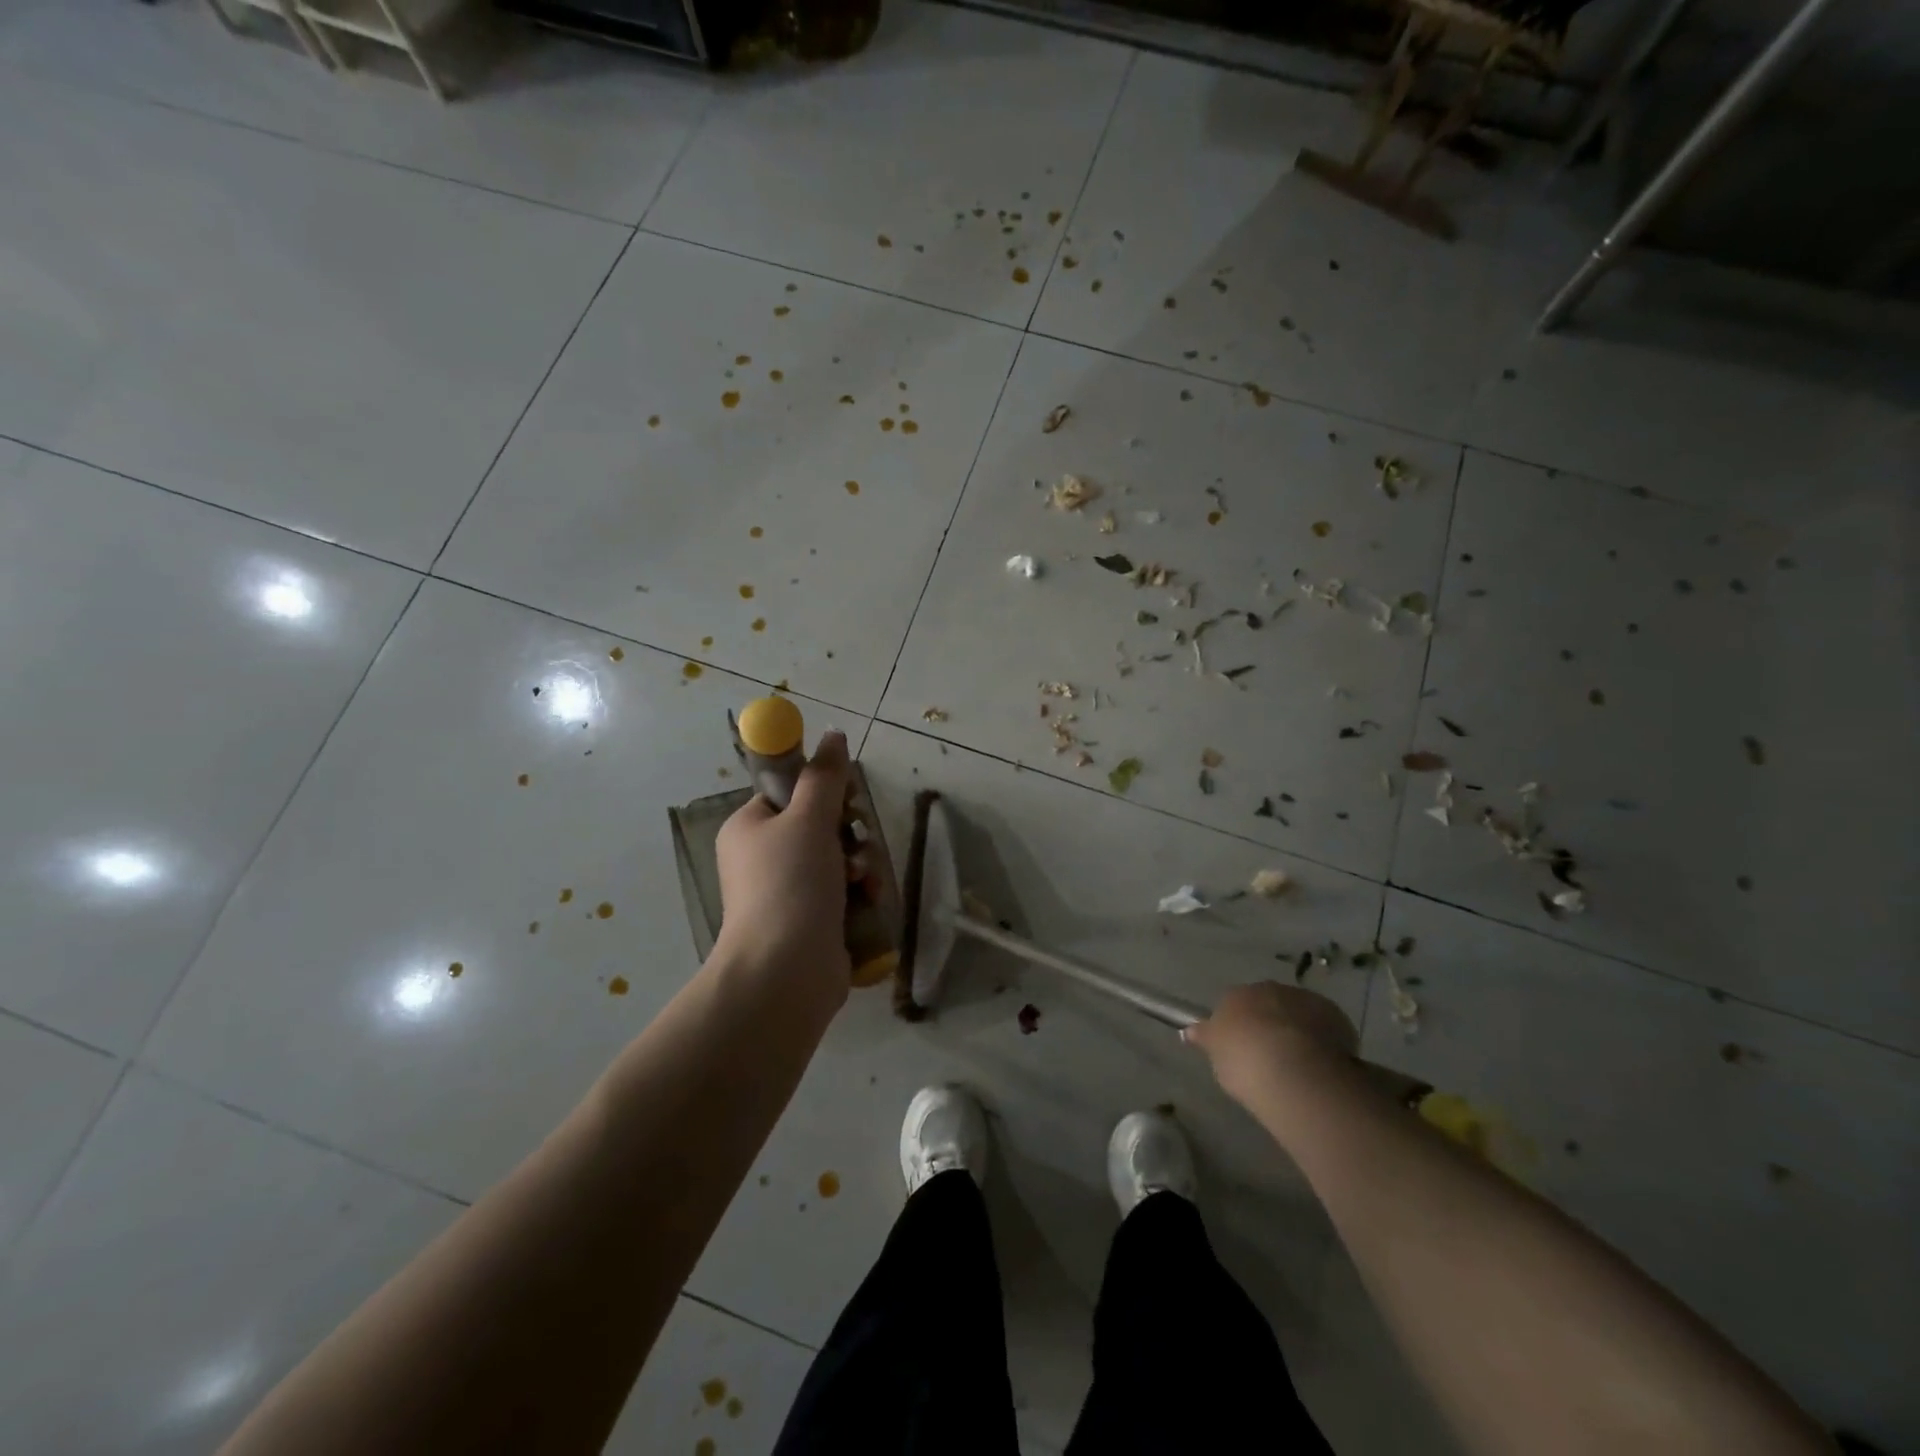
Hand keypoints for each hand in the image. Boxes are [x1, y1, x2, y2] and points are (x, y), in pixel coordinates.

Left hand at [713, 731, 853, 1008]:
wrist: (786, 972)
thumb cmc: (790, 885)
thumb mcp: (808, 820)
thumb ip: (824, 777)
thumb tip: (833, 734)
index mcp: (750, 828)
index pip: (789, 793)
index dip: (822, 791)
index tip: (846, 799)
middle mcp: (763, 858)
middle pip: (820, 825)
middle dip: (849, 832)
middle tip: (857, 840)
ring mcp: (787, 892)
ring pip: (838, 859)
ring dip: (861, 864)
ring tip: (864, 880)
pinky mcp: (811, 921)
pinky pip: (843, 891)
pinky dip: (860, 892)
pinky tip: (870, 900)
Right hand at [1183, 982, 1357, 1108]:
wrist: (1293, 1068)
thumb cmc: (1244, 1061)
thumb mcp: (1216, 1054)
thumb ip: (1205, 1039)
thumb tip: (1190, 1031)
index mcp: (1235, 995)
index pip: (1234, 1004)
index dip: (1239, 1026)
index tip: (1243, 1048)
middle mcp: (1268, 989)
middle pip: (1268, 1004)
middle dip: (1269, 1023)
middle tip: (1270, 1055)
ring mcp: (1303, 999)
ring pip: (1297, 1012)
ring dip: (1297, 1029)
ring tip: (1299, 1063)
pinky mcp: (1334, 1015)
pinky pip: (1325, 1026)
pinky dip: (1323, 1040)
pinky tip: (1321, 1064)